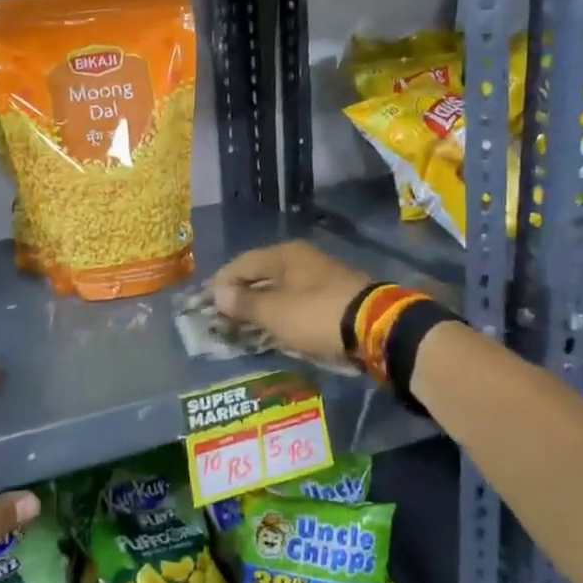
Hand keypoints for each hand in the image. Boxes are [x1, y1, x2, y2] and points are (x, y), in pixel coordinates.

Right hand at [210, 240, 372, 367]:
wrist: (376, 327)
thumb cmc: (317, 315)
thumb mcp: (275, 312)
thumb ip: (244, 303)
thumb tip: (218, 294)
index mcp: (284, 255)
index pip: (241, 264)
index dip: (221, 283)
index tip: (206, 303)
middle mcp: (301, 259)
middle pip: (261, 274)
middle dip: (241, 295)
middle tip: (223, 316)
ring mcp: (320, 276)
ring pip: (280, 288)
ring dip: (262, 305)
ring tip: (245, 325)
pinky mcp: (334, 296)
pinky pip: (297, 301)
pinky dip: (282, 312)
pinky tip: (275, 327)